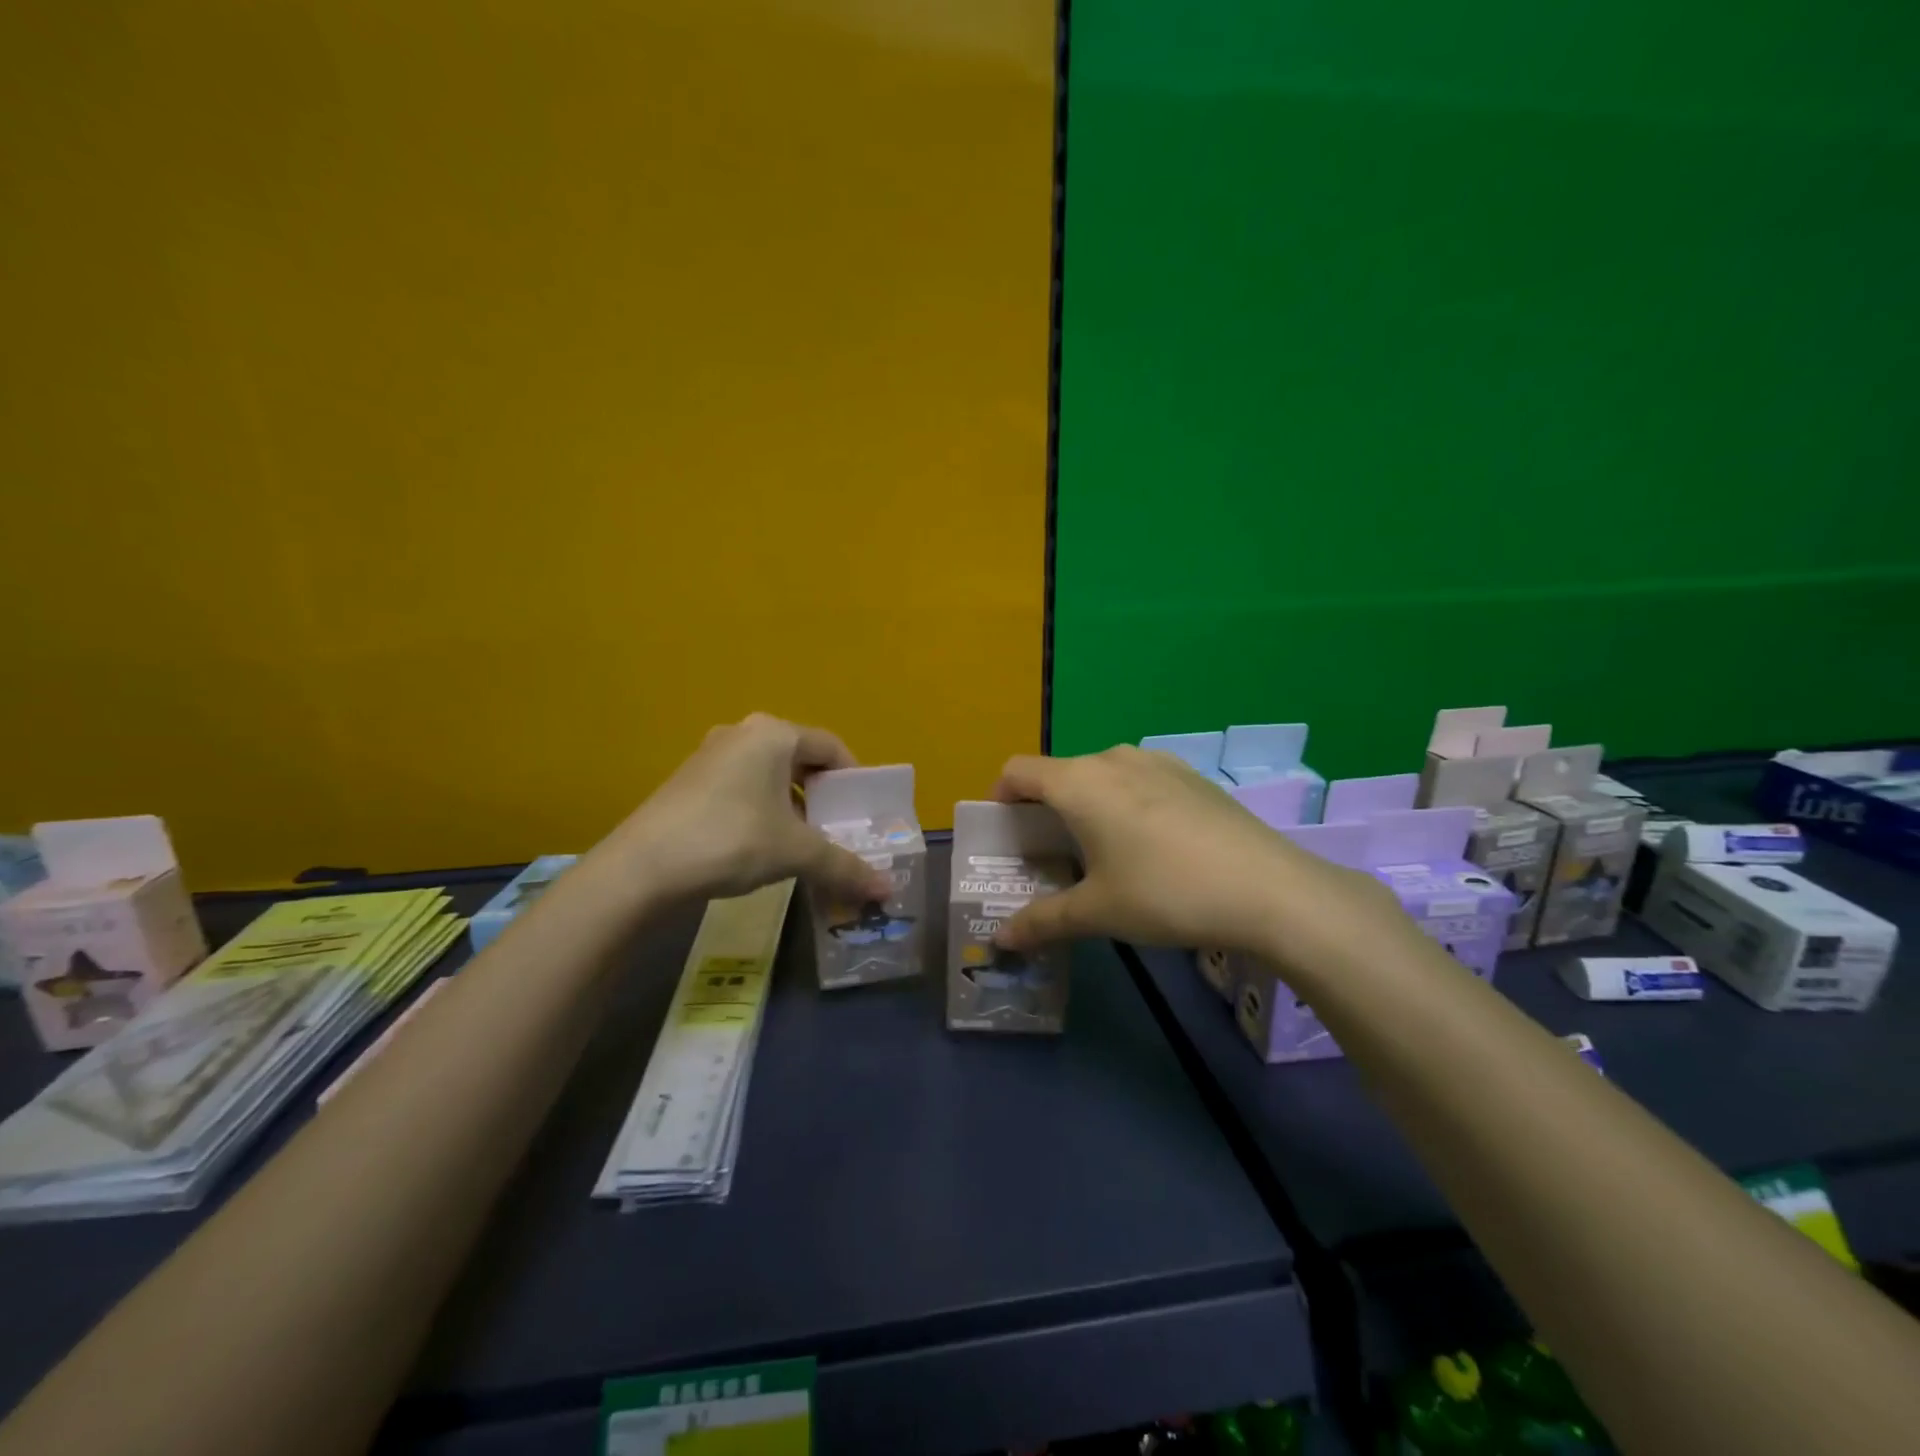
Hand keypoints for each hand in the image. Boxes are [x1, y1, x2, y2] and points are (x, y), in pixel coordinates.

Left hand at [614, 714, 892, 904]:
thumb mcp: (796, 852)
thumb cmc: (732, 840)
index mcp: (774, 734)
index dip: (853, 779)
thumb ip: (844, 866)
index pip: (831, 747)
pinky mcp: (689, 781)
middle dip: (822, 795)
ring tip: (804, 841)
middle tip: (838, 828)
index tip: (863, 812)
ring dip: (792, 805)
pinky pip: (742, 787)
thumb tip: (887, 891)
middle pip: (800, 759)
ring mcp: (711, 755)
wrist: (642, 868)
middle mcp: (743, 733)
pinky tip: (763, 844)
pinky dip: (763, 809)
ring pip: (769, 775)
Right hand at [990, 745, 1406, 969]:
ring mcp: (1157, 762)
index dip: (1000, 799)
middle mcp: (1113, 758)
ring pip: (1101, 775)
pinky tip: (1150, 846)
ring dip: (1086, 805)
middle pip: (1059, 773)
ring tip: (1099, 852)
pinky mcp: (1190, 775)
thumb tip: (1000, 940)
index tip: (1006, 837)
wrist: (1269, 888)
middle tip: (1049, 857)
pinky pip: (1138, 780)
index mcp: (1079, 782)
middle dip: (1044, 810)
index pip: (1018, 771)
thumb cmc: (1165, 893)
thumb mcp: (1097, 912)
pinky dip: (1124, 802)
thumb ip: (1042, 921)